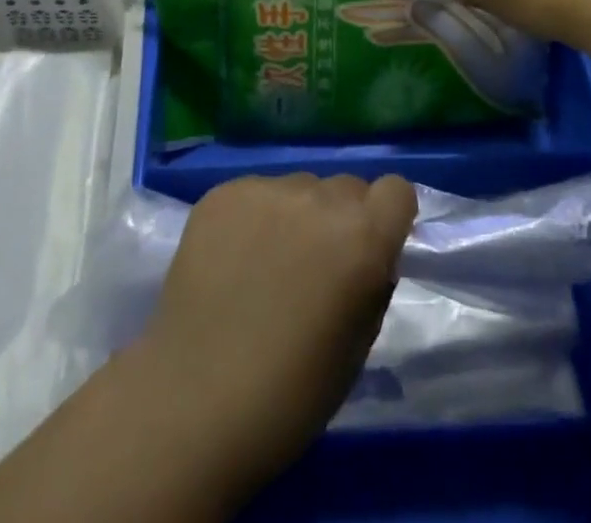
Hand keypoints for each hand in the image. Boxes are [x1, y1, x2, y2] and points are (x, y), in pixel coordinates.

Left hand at [134, 173, 415, 485]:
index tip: (373, 244)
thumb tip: (369, 253)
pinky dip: (253, 218)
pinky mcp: (223, 193)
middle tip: (315, 265)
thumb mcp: (358, 344)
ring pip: (299, 188)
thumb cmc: (291, 394)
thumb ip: (372, 281)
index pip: (396, 190)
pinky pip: (255, 194)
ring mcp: (266, 190)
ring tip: (266, 265)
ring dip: (295, 216)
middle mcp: (319, 198)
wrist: (194, 402)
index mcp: (362, 237)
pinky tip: (232, 261)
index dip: (388, 216)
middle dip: (340, 218)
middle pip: (345, 187)